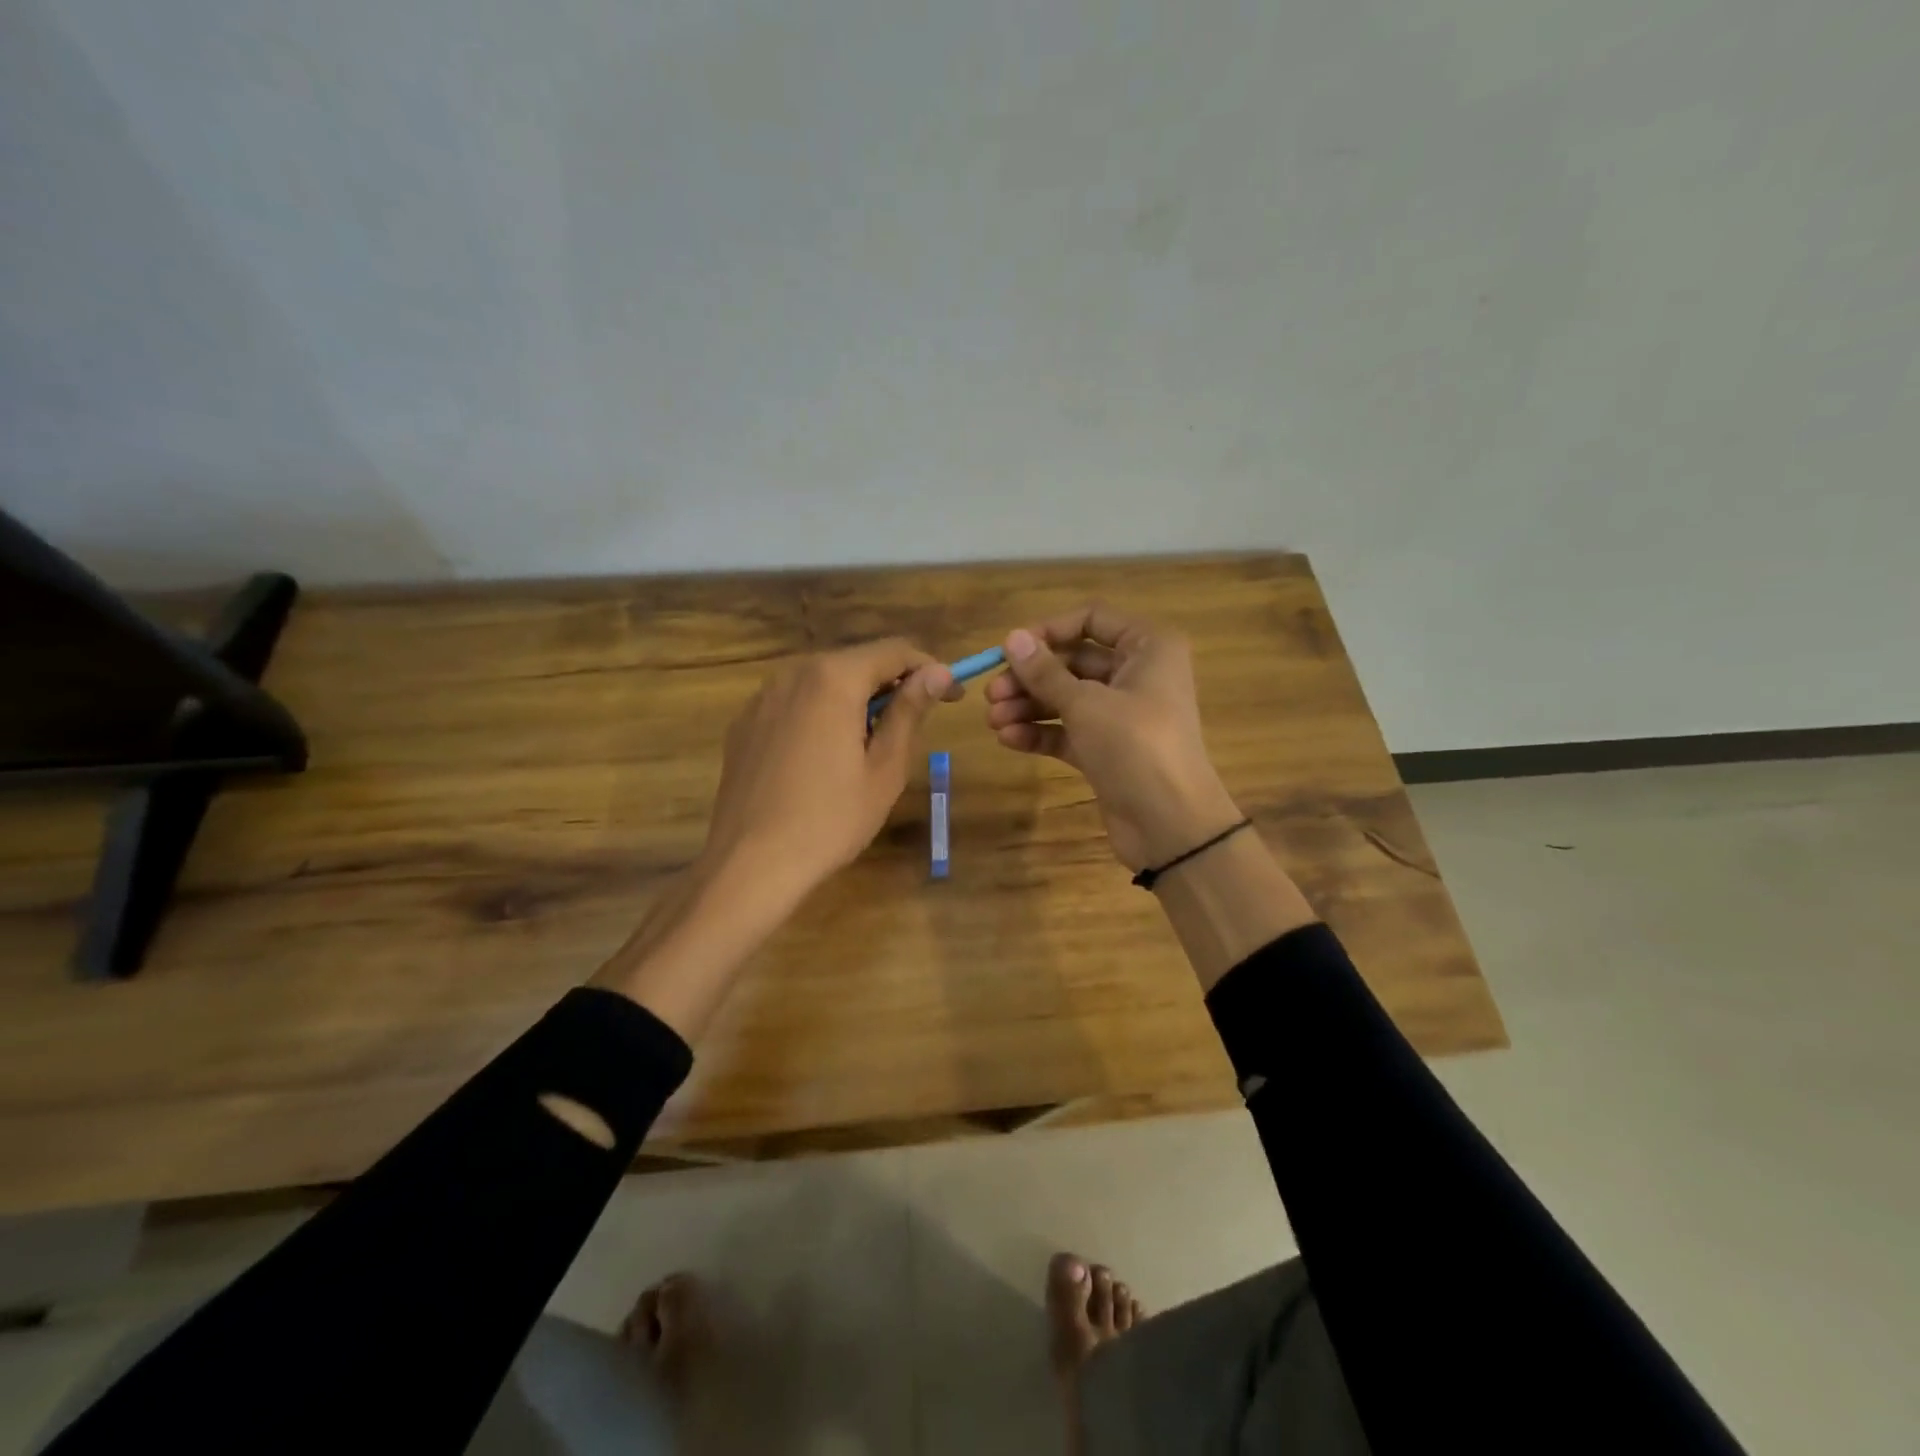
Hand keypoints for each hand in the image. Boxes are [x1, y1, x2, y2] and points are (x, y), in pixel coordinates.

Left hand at [698, 638, 957, 903]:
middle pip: (856, 663)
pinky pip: (794, 703)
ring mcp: (762, 698)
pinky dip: (821, 714)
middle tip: (916, 723)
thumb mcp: (885, 768)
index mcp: (833, 678)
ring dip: (856, 699)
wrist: (750, 864)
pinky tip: (825, 756)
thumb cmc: (831, 820)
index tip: (953, 696)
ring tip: (871, 743)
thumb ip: (910, 711)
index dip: (930, 669)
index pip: (894, 651)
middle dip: (892, 684)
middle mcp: (793, 673)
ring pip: (823, 682)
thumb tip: (938, 672)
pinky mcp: (744, 724)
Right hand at [984, 605, 1240, 871]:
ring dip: (1028, 706)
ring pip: (1067, 698)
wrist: (1171, 825)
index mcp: (1148, 647)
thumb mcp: (1085, 703)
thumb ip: (1045, 672)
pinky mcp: (1108, 748)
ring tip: (992, 721)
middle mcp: (1137, 674)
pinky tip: (1008, 739)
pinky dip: (1041, 732)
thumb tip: (1011, 638)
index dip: (1048, 630)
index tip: (1010, 650)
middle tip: (991, 694)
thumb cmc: (1135, 745)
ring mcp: (1122, 714)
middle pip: (1073, 662)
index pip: (1091, 619)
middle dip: (1030, 678)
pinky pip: (1069, 730)